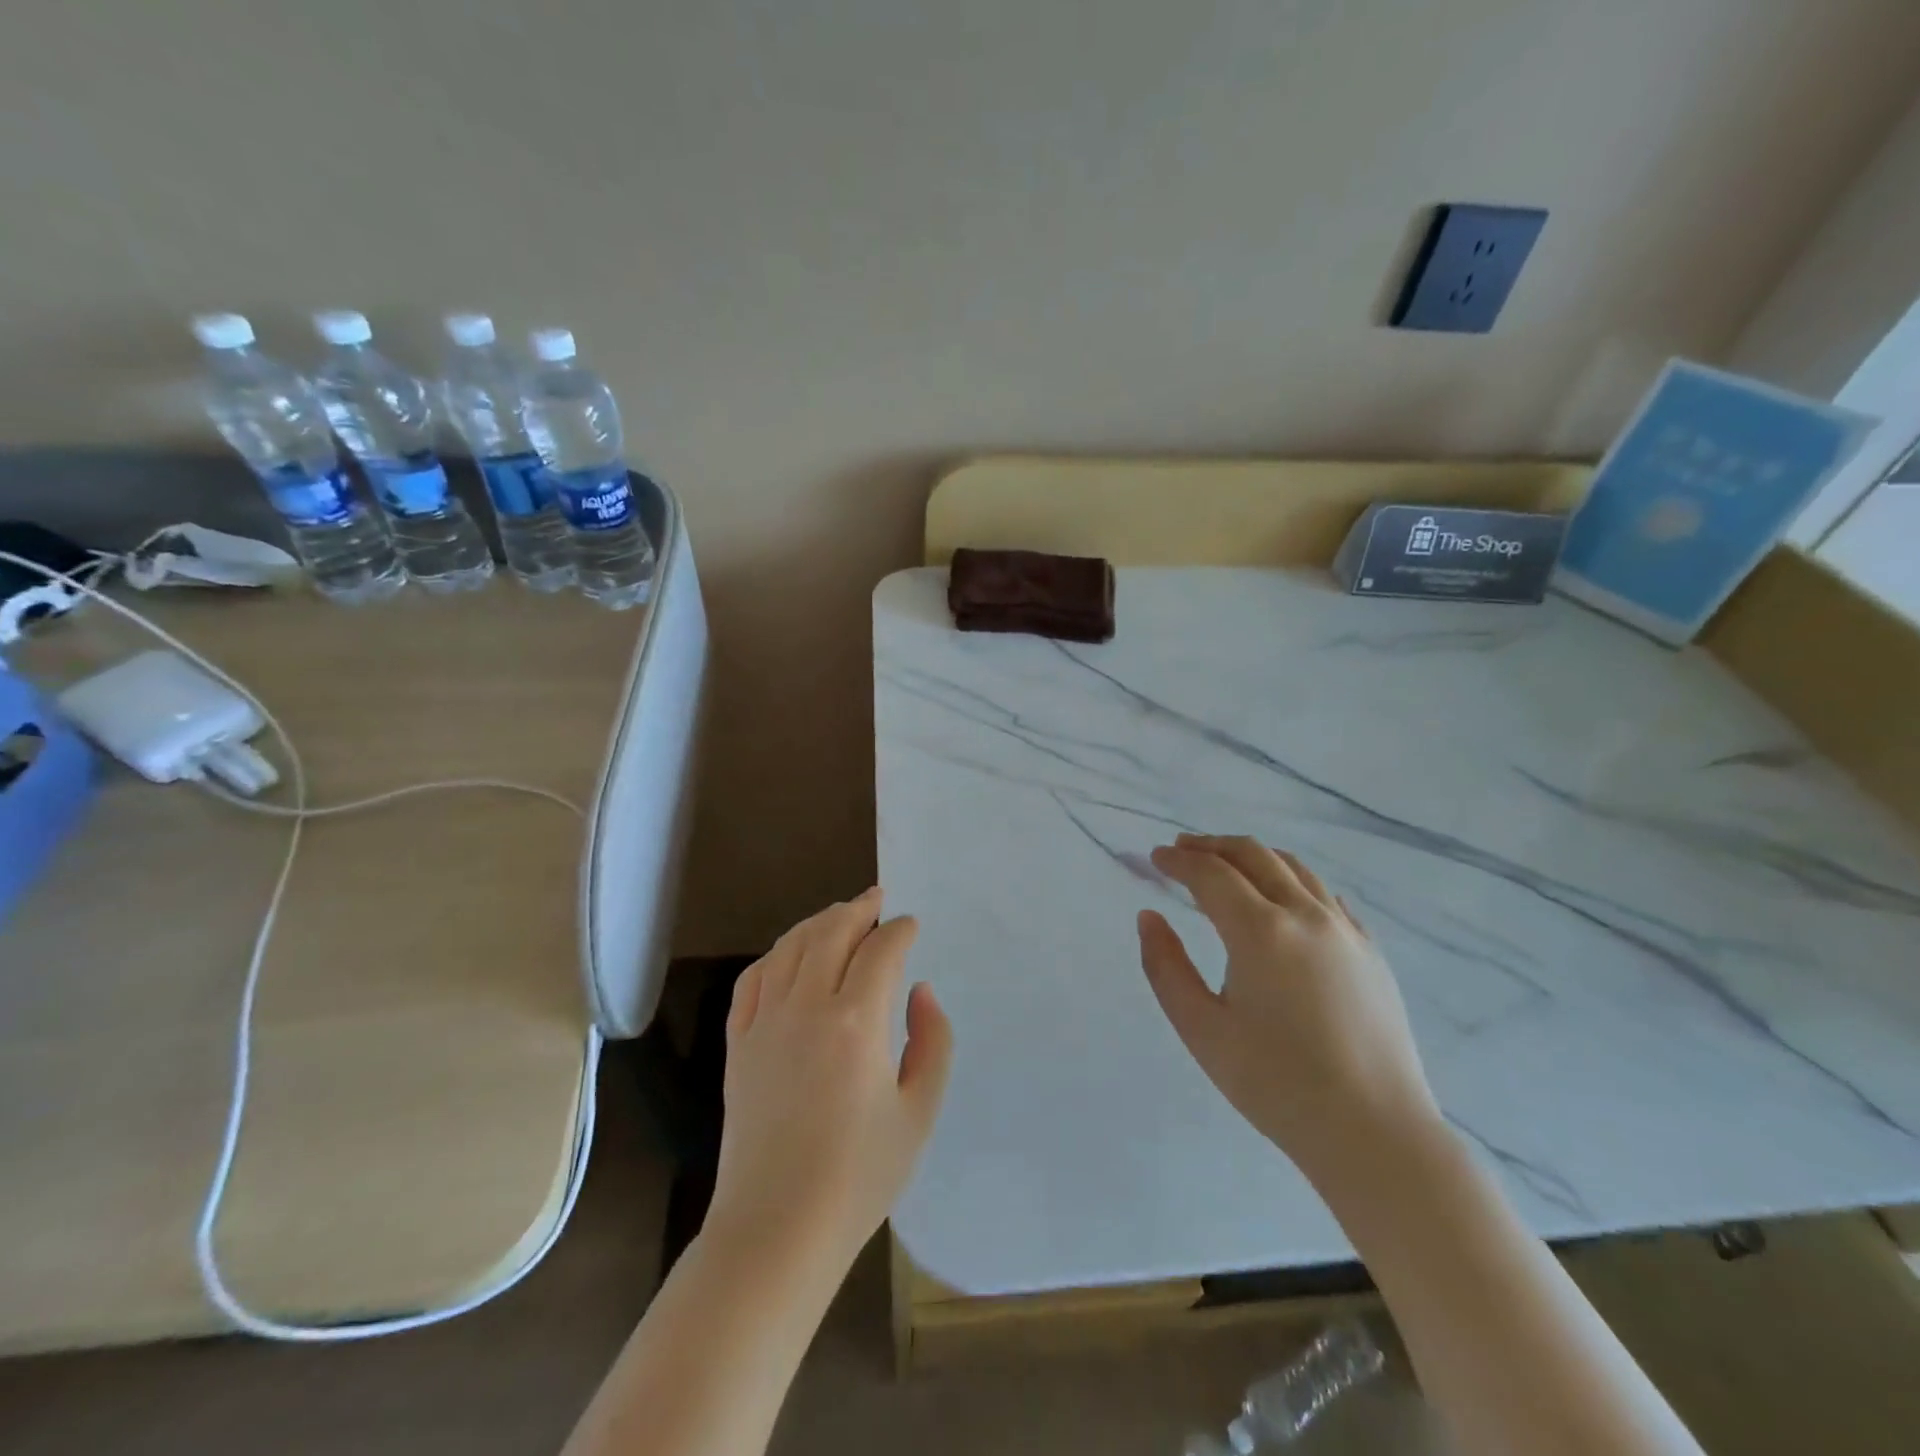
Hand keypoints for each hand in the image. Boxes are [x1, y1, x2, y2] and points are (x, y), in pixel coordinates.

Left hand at [708, 888, 953, 1270]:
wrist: (777, 1229)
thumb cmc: (859, 1176)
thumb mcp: (919, 1112)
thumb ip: (931, 1041)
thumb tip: (920, 991)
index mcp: (856, 1023)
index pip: (880, 951)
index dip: (899, 930)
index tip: (911, 925)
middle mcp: (806, 1007)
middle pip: (830, 933)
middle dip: (858, 909)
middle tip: (876, 899)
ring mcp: (765, 1023)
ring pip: (790, 947)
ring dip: (818, 923)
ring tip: (839, 915)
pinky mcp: (739, 1043)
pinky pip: (754, 979)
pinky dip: (776, 955)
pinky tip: (788, 954)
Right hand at [1138, 835, 1439, 1178]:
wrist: (1374, 1132)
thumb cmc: (1275, 1083)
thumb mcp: (1201, 1029)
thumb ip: (1166, 966)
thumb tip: (1148, 917)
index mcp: (1260, 931)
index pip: (1210, 874)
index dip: (1178, 861)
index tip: (1154, 857)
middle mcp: (1305, 915)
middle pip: (1253, 856)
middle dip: (1212, 846)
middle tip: (1181, 849)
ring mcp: (1345, 929)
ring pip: (1293, 868)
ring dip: (1252, 856)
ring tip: (1226, 864)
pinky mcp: (1370, 950)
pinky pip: (1325, 894)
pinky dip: (1292, 880)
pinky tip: (1282, 897)